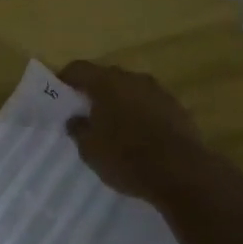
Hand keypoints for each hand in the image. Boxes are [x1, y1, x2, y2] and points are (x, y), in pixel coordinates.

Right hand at [60, 60, 221, 203]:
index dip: (65, 79)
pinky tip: (139, 136)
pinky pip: (151, 106)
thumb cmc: (126, 157)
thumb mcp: (90, 149)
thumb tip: (75, 119)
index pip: (78, 69)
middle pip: (106, 77)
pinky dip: (141, 115)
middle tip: (85, 112)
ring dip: (120, 103)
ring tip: (113, 126)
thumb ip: (78, 129)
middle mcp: (132, 79)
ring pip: (131, 91)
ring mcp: (159, 92)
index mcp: (106, 82)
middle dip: (94, 91)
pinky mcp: (178, 109)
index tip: (58, 95)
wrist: (183, 174)